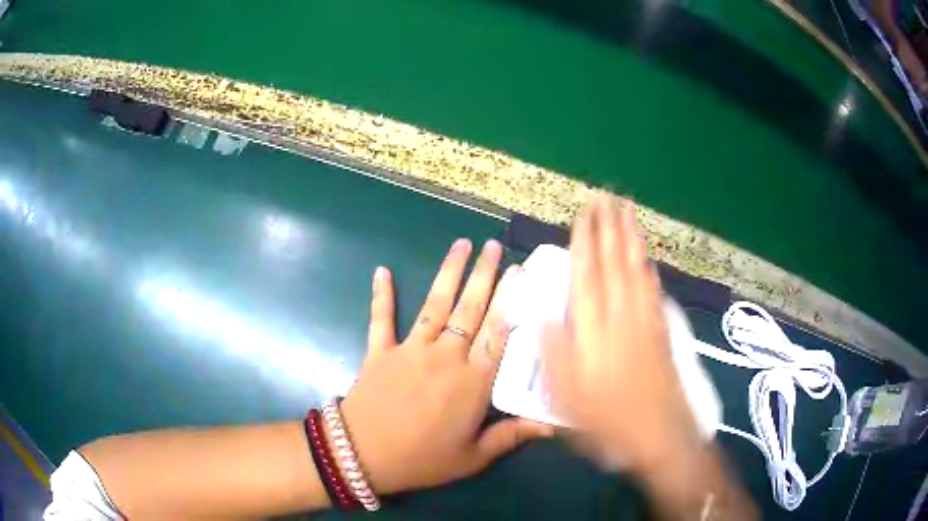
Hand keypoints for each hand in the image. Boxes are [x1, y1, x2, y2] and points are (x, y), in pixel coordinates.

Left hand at [340, 239, 552, 495]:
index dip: (511, 300)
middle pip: (471, 309)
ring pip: (435, 305)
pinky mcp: (380, 351)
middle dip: (485, 275)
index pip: (498, 333)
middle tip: (495, 245)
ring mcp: (410, 350)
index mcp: (473, 382)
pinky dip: (382, 295)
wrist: (363, 456)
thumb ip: (512, 436)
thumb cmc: (423, 460)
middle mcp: (445, 357)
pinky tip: (382, 270)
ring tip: (461, 244)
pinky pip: (381, 319)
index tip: (520, 272)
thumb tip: (554, 425)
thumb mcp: (473, 457)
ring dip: (448, 272)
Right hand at [543, 197, 699, 473]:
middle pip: (615, 264)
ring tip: (628, 212)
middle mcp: (621, 318)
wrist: (661, 436)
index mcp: (594, 332)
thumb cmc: (609, 421)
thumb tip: (542, 317)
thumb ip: (554, 355)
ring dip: (631, 238)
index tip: (583, 214)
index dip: (584, 243)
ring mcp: (646, 322)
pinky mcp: (662, 332)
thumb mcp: (567, 399)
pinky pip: (653, 290)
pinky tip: (647, 258)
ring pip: (637, 270)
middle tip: (607, 196)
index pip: (587, 276)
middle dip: (609, 227)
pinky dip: (649, 267)